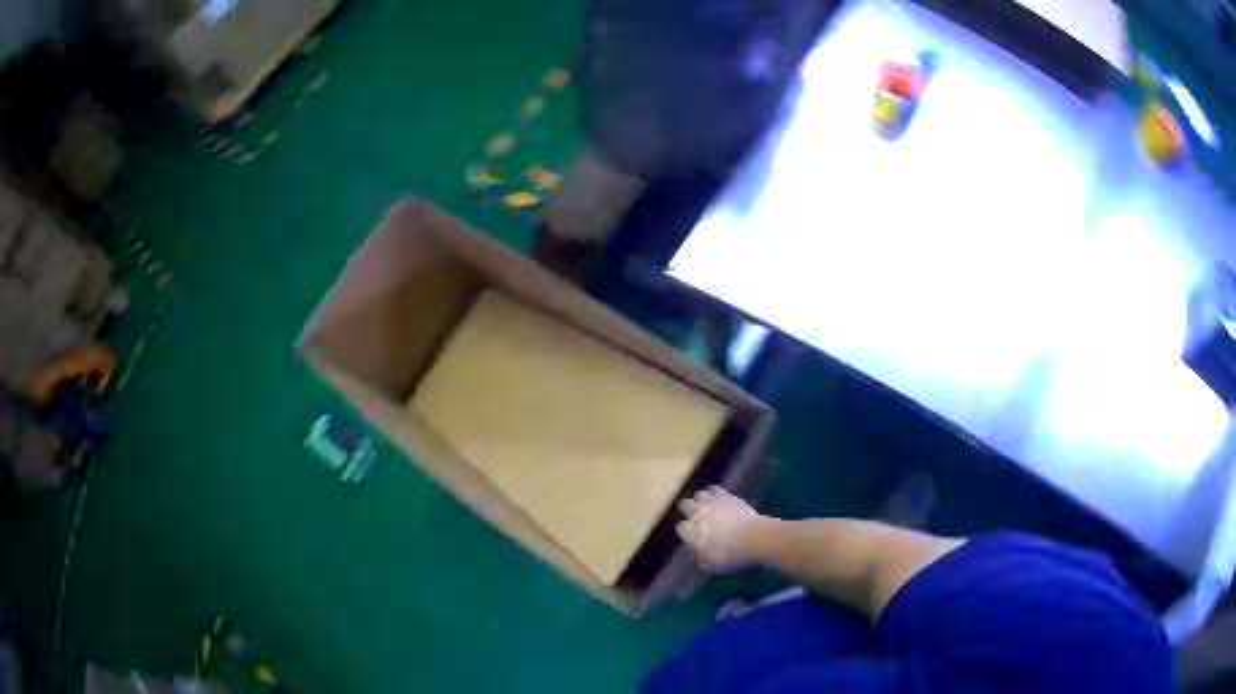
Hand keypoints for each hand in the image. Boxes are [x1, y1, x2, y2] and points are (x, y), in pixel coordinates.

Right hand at [676, 485, 763, 572]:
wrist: (754, 538)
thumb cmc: (731, 555)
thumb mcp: (711, 564)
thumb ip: (699, 556)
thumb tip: (694, 552)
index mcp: (690, 531)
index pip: (681, 528)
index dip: (686, 532)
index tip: (692, 537)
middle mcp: (697, 513)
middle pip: (684, 505)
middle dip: (688, 510)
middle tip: (696, 518)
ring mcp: (712, 502)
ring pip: (699, 494)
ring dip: (701, 500)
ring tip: (708, 506)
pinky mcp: (727, 495)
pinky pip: (715, 489)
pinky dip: (715, 493)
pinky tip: (720, 499)